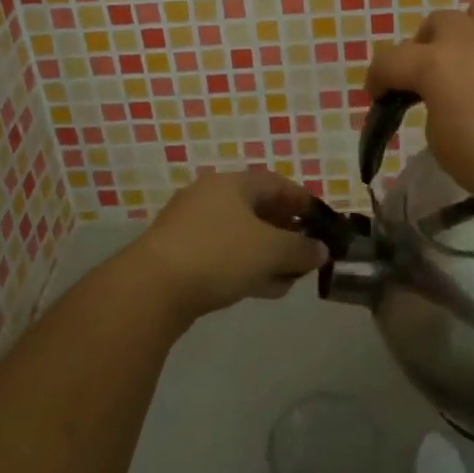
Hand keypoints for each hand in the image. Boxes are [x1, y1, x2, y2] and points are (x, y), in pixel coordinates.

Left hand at [131, 169, 329, 321]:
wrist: (152, 289)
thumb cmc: (219, 254)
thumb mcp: (270, 251)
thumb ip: (301, 249)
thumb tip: (320, 250)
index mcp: (232, 183)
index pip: (276, 183)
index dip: (302, 201)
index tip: (321, 221)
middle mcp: (210, 197)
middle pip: (258, 209)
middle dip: (286, 232)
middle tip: (306, 253)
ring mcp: (192, 226)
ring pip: (241, 235)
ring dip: (268, 255)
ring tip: (289, 279)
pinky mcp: (180, 254)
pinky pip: (223, 254)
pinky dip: (246, 267)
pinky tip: (263, 289)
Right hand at [364, 0, 473, 222]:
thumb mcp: (439, 141)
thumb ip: (431, 104)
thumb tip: (441, 94)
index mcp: (435, 62)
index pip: (390, 59)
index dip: (376, 78)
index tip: (377, 96)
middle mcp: (469, 36)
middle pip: (434, 24)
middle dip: (422, 48)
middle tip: (427, 79)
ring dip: (465, 30)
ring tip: (469, 56)